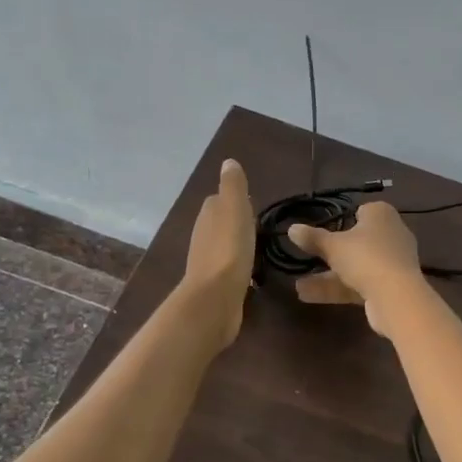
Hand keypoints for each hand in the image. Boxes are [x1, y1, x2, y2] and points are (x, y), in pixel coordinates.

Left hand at [181, 159, 254, 347]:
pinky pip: (229, 268)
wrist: (215, 299)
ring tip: (257, 246)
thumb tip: (228, 162)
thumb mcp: (235, 210)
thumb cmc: (229, 250)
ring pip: (223, 245)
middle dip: (235, 221)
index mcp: (208, 216)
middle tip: (258, 224)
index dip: (233, 199)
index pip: (218, 200)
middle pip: (219, 222)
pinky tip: (250, 271)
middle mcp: (203, 236)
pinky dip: (238, 265)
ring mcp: (207, 262)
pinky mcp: (216, 284)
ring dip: (236, 244)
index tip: (252, 203)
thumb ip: (233, 187)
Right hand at [289, 201, 422, 338]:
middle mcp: (391, 234)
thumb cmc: (365, 257)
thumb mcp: (333, 246)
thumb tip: (291, 228)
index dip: (345, 219)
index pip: (363, 211)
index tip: (326, 229)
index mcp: (382, 214)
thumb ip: (312, 238)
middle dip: (333, 252)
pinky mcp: (391, 286)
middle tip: (311, 257)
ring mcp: (393, 262)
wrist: (397, 296)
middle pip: (359, 240)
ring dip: (330, 275)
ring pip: (357, 265)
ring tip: (298, 286)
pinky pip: (361, 283)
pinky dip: (339, 288)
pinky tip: (308, 296)